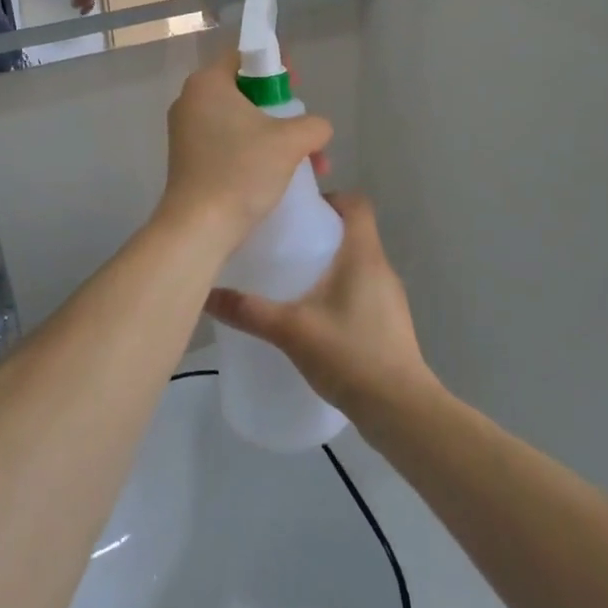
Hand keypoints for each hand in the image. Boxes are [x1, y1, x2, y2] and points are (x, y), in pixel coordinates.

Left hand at [159, 49, 331, 245]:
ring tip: (305, 162)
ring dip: (273, 136)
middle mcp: (190, 101)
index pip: (244, 56)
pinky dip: (253, 152)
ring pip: (239, 121)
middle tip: (302, 128)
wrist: (200, 227)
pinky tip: (278, 175)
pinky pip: (227, 143)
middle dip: (281, 110)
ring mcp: (186, 132)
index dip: (276, 65)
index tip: (297, 87)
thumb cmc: (242, 171)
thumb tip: (317, 128)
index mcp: (207, 83)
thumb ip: (314, 124)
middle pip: (244, 90)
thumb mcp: (291, 141)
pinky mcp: (188, 160)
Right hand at [208, 194, 437, 426]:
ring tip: (293, 279)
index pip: (356, 203)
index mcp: (364, 255)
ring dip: (329, 264)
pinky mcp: (389, 323)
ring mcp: (389, 297)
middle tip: (283, 244)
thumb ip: (249, 311)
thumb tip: (207, 295)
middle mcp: (381, 268)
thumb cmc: (349, 353)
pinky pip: (362, 290)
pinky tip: (314, 316)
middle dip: (320, 233)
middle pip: (354, 232)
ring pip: (358, 263)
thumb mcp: (290, 330)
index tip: (298, 212)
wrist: (399, 409)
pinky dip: (339, 291)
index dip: (329, 198)